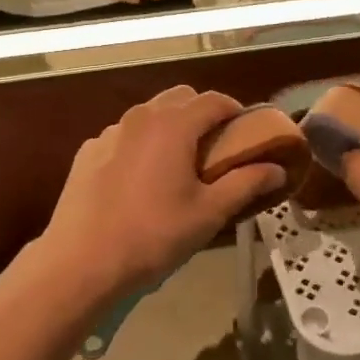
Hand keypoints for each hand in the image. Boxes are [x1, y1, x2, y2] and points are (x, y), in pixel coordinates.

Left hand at [43, 87, 288, 303]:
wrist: (81, 261)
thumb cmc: (153, 235)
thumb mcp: (209, 213)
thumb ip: (246, 184)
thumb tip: (277, 169)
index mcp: (173, 125)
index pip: (214, 100)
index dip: (235, 110)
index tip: (246, 130)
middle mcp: (141, 117)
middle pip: (180, 98)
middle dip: (202, 113)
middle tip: (215, 147)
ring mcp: (109, 132)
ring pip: (149, 115)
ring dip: (170, 126)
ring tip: (177, 163)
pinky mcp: (88, 151)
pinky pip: (123, 136)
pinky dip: (140, 145)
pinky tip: (139, 179)